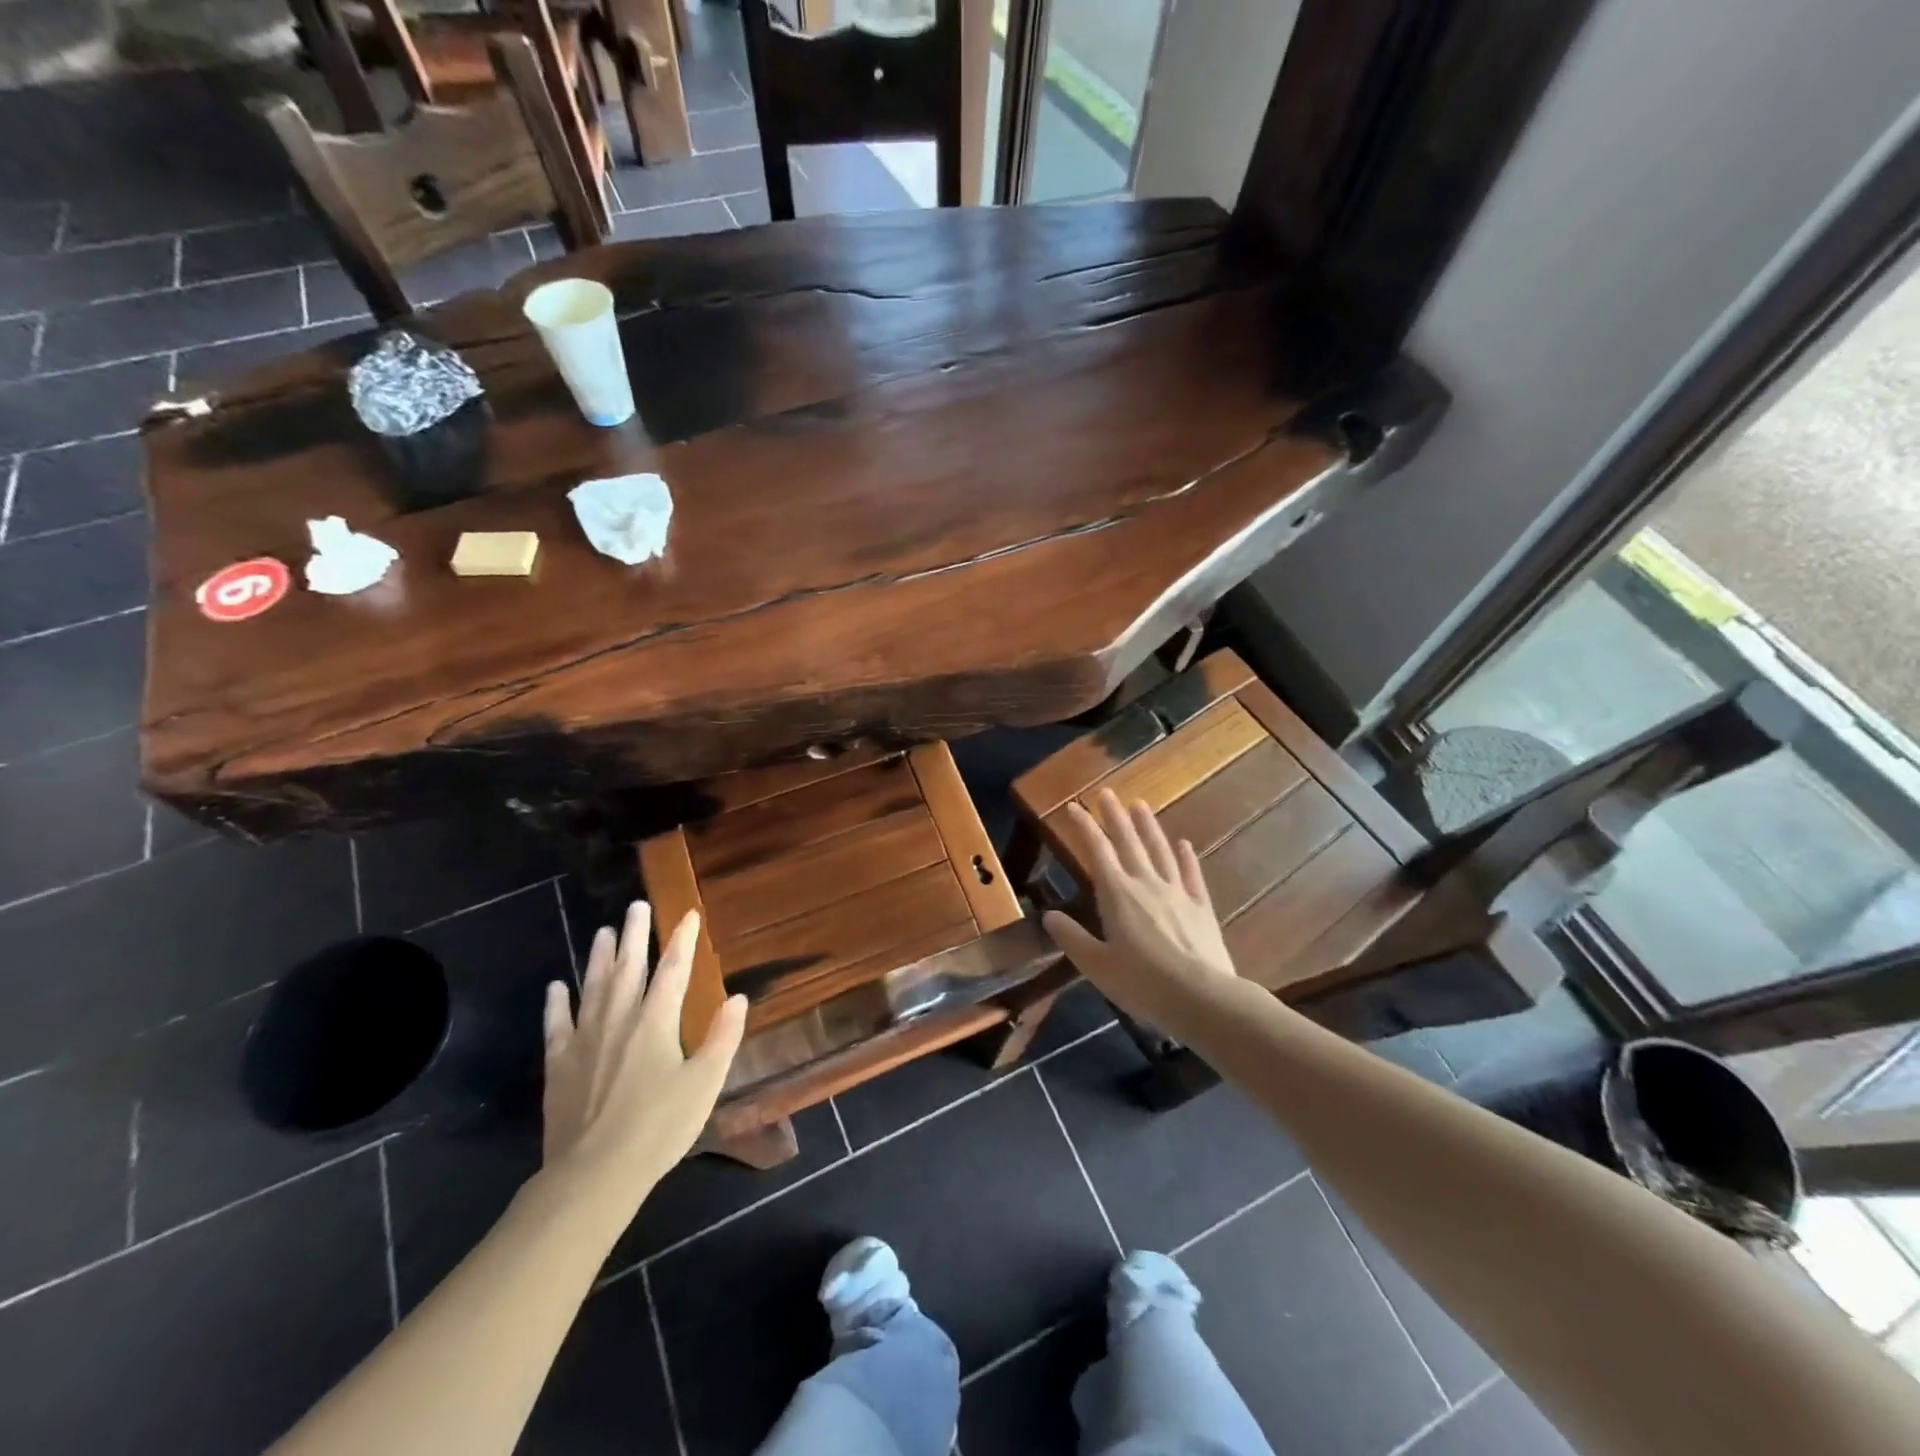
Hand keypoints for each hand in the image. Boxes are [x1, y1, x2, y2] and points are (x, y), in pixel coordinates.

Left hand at [542, 902, 747, 1209]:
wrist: (593, 1175)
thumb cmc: (658, 1128)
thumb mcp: (705, 1084)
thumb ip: (722, 1037)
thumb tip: (738, 997)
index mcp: (656, 1022)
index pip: (673, 969)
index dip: (682, 940)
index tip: (688, 914)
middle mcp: (619, 1020)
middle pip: (628, 968)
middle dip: (636, 935)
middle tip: (636, 906)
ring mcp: (585, 1040)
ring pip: (593, 987)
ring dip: (599, 958)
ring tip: (603, 931)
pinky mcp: (559, 1065)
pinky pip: (557, 1024)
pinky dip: (557, 1003)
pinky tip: (556, 987)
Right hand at [1041, 790, 1239, 1028]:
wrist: (1202, 997)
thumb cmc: (1142, 983)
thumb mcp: (1097, 966)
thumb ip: (1072, 938)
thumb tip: (1049, 915)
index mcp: (1117, 895)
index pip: (1097, 850)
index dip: (1084, 826)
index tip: (1073, 806)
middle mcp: (1146, 884)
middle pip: (1128, 842)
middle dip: (1114, 816)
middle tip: (1106, 793)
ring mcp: (1177, 892)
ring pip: (1160, 850)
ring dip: (1148, 826)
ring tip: (1139, 805)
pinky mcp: (1201, 907)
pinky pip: (1191, 874)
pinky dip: (1186, 857)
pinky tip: (1183, 844)